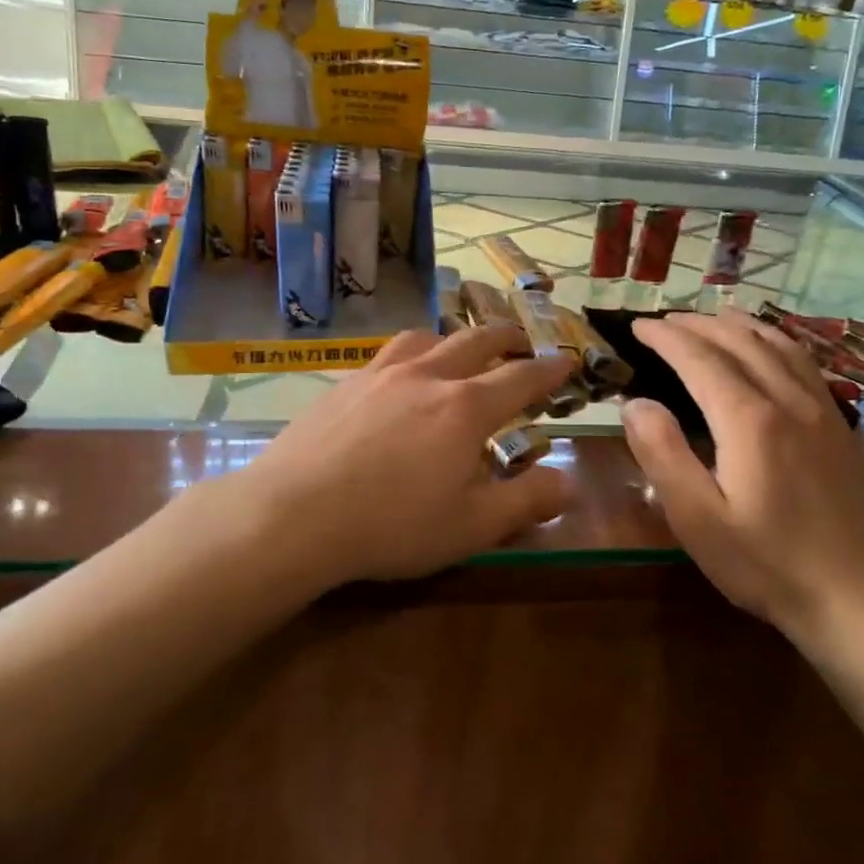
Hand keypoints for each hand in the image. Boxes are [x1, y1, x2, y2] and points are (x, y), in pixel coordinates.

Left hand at [247, 325, 576, 584]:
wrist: (294, 513)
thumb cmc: (392, 524)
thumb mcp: (472, 526)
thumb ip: (526, 501)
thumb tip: (570, 482)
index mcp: (465, 408)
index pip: (520, 379)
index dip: (548, 370)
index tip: (566, 359)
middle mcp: (427, 376)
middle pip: (475, 342)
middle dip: (506, 338)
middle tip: (522, 341)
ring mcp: (381, 374)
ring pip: (427, 338)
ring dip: (455, 337)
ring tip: (461, 346)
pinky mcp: (345, 384)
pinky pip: (389, 353)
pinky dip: (412, 351)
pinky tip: (401, 372)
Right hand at [620, 311, 863, 656]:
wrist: (860, 600)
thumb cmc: (768, 565)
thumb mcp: (699, 520)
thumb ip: (663, 455)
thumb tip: (635, 403)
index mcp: (749, 420)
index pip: (699, 359)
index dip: (665, 337)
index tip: (638, 326)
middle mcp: (788, 401)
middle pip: (739, 342)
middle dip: (697, 324)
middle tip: (664, 321)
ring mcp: (822, 411)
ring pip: (778, 345)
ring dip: (739, 325)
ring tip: (712, 317)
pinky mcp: (841, 428)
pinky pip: (804, 363)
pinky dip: (776, 341)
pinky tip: (769, 348)